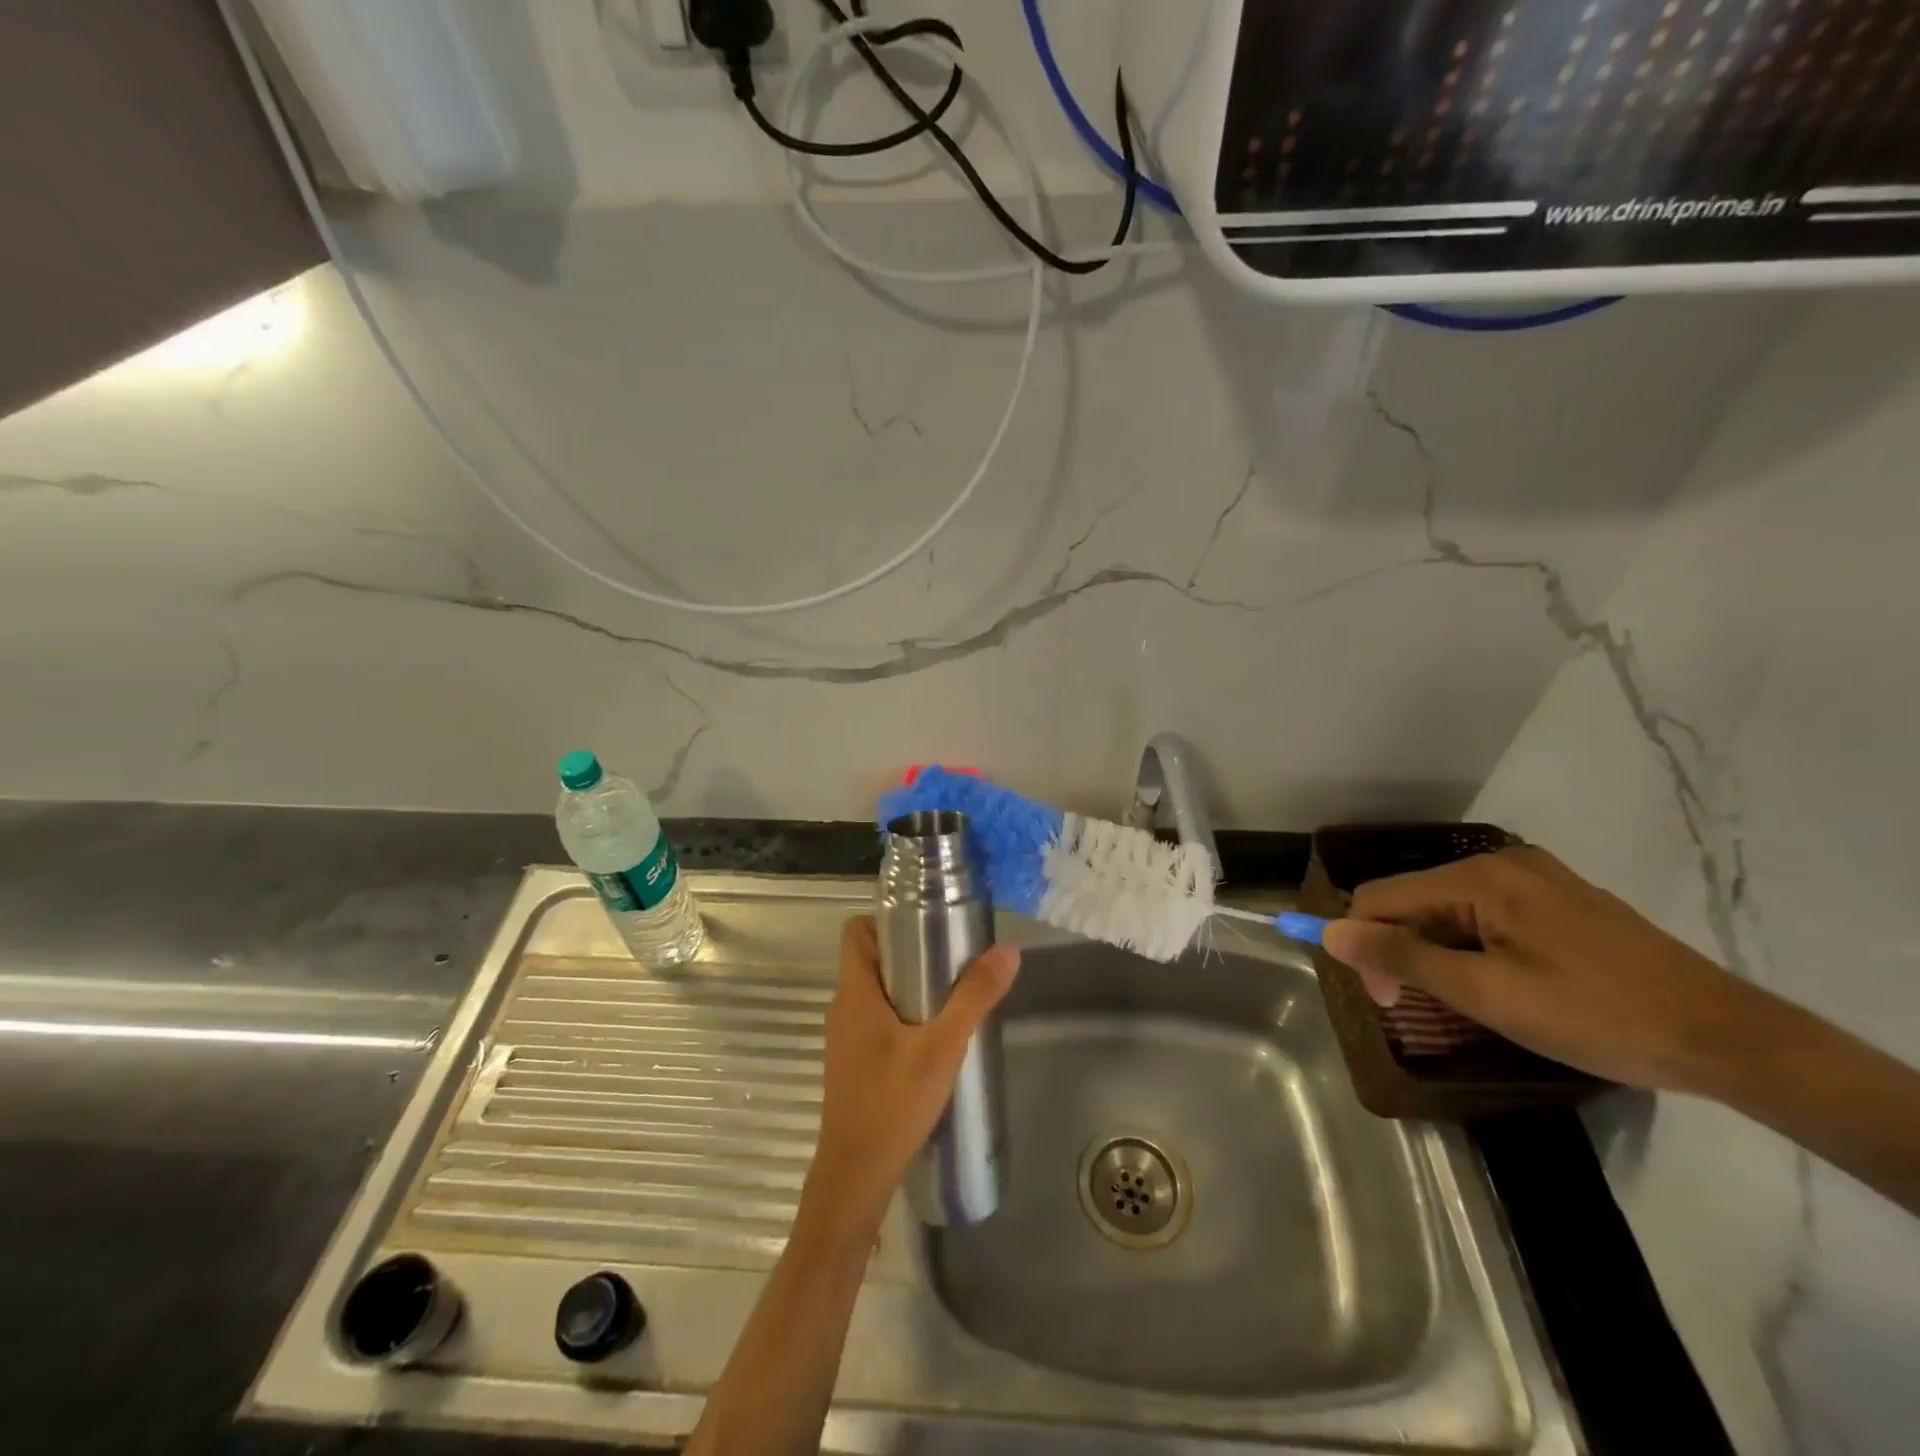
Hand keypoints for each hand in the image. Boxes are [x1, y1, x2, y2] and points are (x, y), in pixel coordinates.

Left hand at [797, 916, 1019, 1244]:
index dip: (886, 918)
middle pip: (871, 958)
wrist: (855, 1179)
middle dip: (910, 951)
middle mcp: (844, 1008)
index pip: (856, 930)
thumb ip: (974, 998)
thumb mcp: (941, 1047)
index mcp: (855, 992)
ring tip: (953, 992)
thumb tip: (1007, 950)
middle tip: (953, 955)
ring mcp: (846, 1038)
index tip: (927, 921)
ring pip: (876, 991)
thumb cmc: (892, 1104)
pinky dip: (904, 1015)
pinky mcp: (855, 1064)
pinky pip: (878, 1020)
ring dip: (910, 985)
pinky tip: (937, 1036)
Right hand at [1321, 846, 1757, 1093]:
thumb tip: (1329, 931)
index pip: (1382, 897)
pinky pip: (1488, 917)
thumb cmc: (1598, 1016)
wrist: (1731, 1040)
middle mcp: (1503, 863)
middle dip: (1403, 951)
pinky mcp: (1561, 903)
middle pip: (1416, 901)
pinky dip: (1473, 949)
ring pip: (1451, 911)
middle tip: (1419, 1009)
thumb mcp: (1489, 993)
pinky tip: (1497, 986)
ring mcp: (1537, 880)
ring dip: (1438, 954)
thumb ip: (1403, 957)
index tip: (1384, 1001)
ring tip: (1462, 1003)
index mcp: (1481, 876)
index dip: (1364, 945)